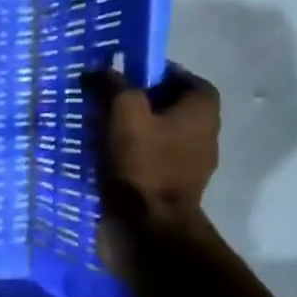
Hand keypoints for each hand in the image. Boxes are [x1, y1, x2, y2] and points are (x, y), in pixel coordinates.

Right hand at [86, 64, 220, 283]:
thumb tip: (100, 69)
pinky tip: (102, 159)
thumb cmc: (143, 163)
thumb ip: (114, 85)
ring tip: (93, 133)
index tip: (112, 80)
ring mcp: (189, 160)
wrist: (148, 226)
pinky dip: (127, 155)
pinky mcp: (171, 184)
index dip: (141, 73)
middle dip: (130, 103)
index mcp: (202, 106)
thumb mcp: (123, 113)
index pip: (172, 74)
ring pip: (152, 133)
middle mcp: (204, 129)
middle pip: (161, 104)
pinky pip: (146, 158)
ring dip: (125, 131)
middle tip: (97, 104)